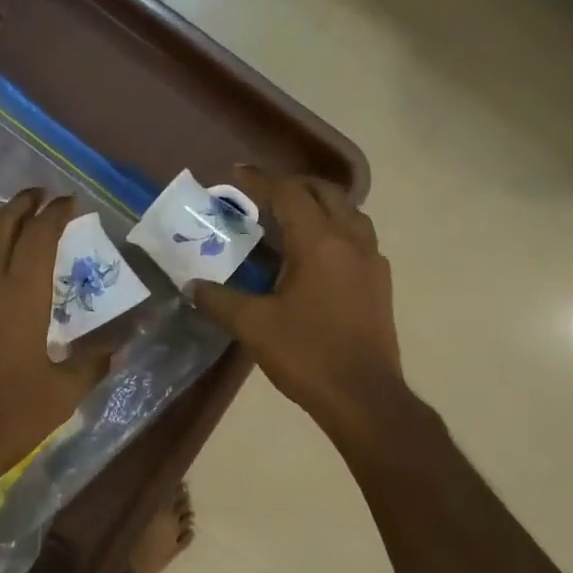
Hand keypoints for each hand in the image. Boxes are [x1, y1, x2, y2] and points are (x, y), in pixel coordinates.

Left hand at [0, 190, 113, 504]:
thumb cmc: (5, 419)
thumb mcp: (62, 394)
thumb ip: (94, 361)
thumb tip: (125, 343)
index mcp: (20, 295)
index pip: (40, 235)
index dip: (56, 213)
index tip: (68, 202)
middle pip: (0, 224)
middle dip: (21, 204)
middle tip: (37, 196)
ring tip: (7, 218)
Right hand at [192, 168, 402, 442]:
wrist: (364, 397)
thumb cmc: (307, 355)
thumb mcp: (253, 327)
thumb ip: (219, 300)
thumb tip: (192, 286)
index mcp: (319, 242)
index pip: (288, 193)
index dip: (259, 181)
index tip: (235, 175)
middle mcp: (350, 240)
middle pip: (324, 192)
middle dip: (292, 185)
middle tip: (262, 194)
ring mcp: (371, 260)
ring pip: (348, 211)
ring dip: (319, 203)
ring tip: (291, 216)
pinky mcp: (379, 282)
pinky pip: (358, 236)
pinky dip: (336, 227)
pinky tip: (317, 253)